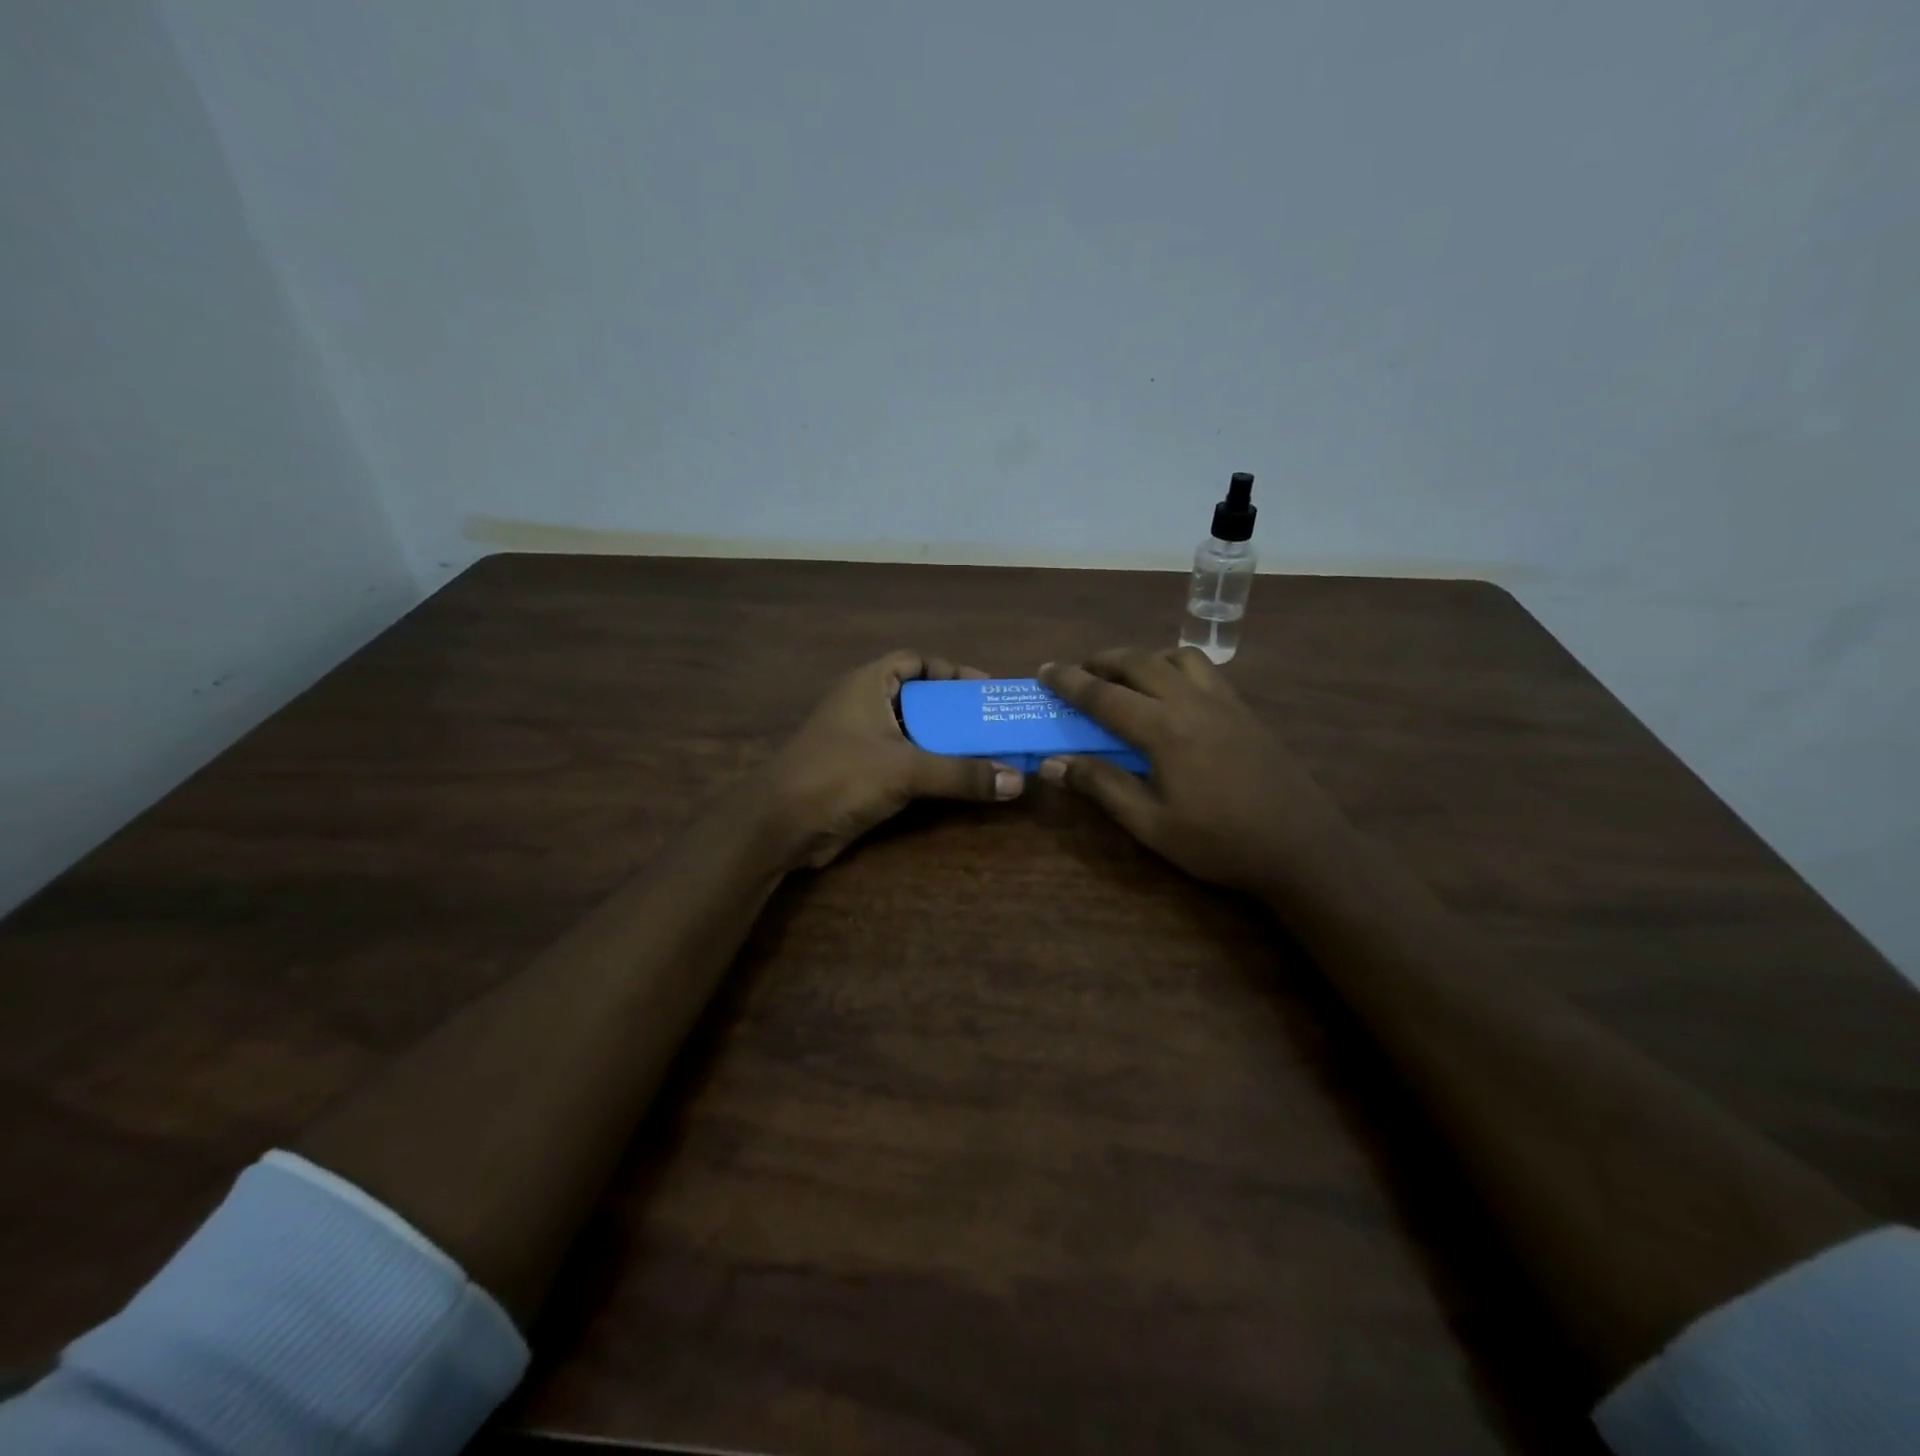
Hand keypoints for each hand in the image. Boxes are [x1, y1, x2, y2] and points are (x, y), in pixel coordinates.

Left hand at [760, 650, 1024, 868]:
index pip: (915, 661)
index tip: (984, 688)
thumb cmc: (840, 776)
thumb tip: (1018, 781)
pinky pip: (902, 760)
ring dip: (944, 741)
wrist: (780, 825)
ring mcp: (859, 740)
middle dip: (954, 710)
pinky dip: (928, 766)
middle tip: (991, 724)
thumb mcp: (906, 770)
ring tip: (984, 752)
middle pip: (918, 697)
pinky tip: (955, 780)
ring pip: (911, 732)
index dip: (950, 670)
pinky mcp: (858, 773)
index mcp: (869, 684)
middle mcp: (864, 705)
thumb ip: (962, 774)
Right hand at [1036, 648, 1346, 893]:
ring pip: (1175, 656)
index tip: (1044, 670)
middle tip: (1078, 672)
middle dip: (1102, 661)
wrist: (1300, 846)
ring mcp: (1223, 701)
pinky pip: (1204, 669)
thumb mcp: (1151, 824)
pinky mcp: (1244, 709)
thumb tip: (1053, 764)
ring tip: (1125, 679)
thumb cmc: (1219, 842)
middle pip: (1138, 662)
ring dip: (1142, 658)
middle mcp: (1192, 701)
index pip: (1104, 696)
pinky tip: (1172, 693)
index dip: (1069, 682)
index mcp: (1164, 729)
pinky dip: (1175, 666)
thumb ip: (1102, 786)